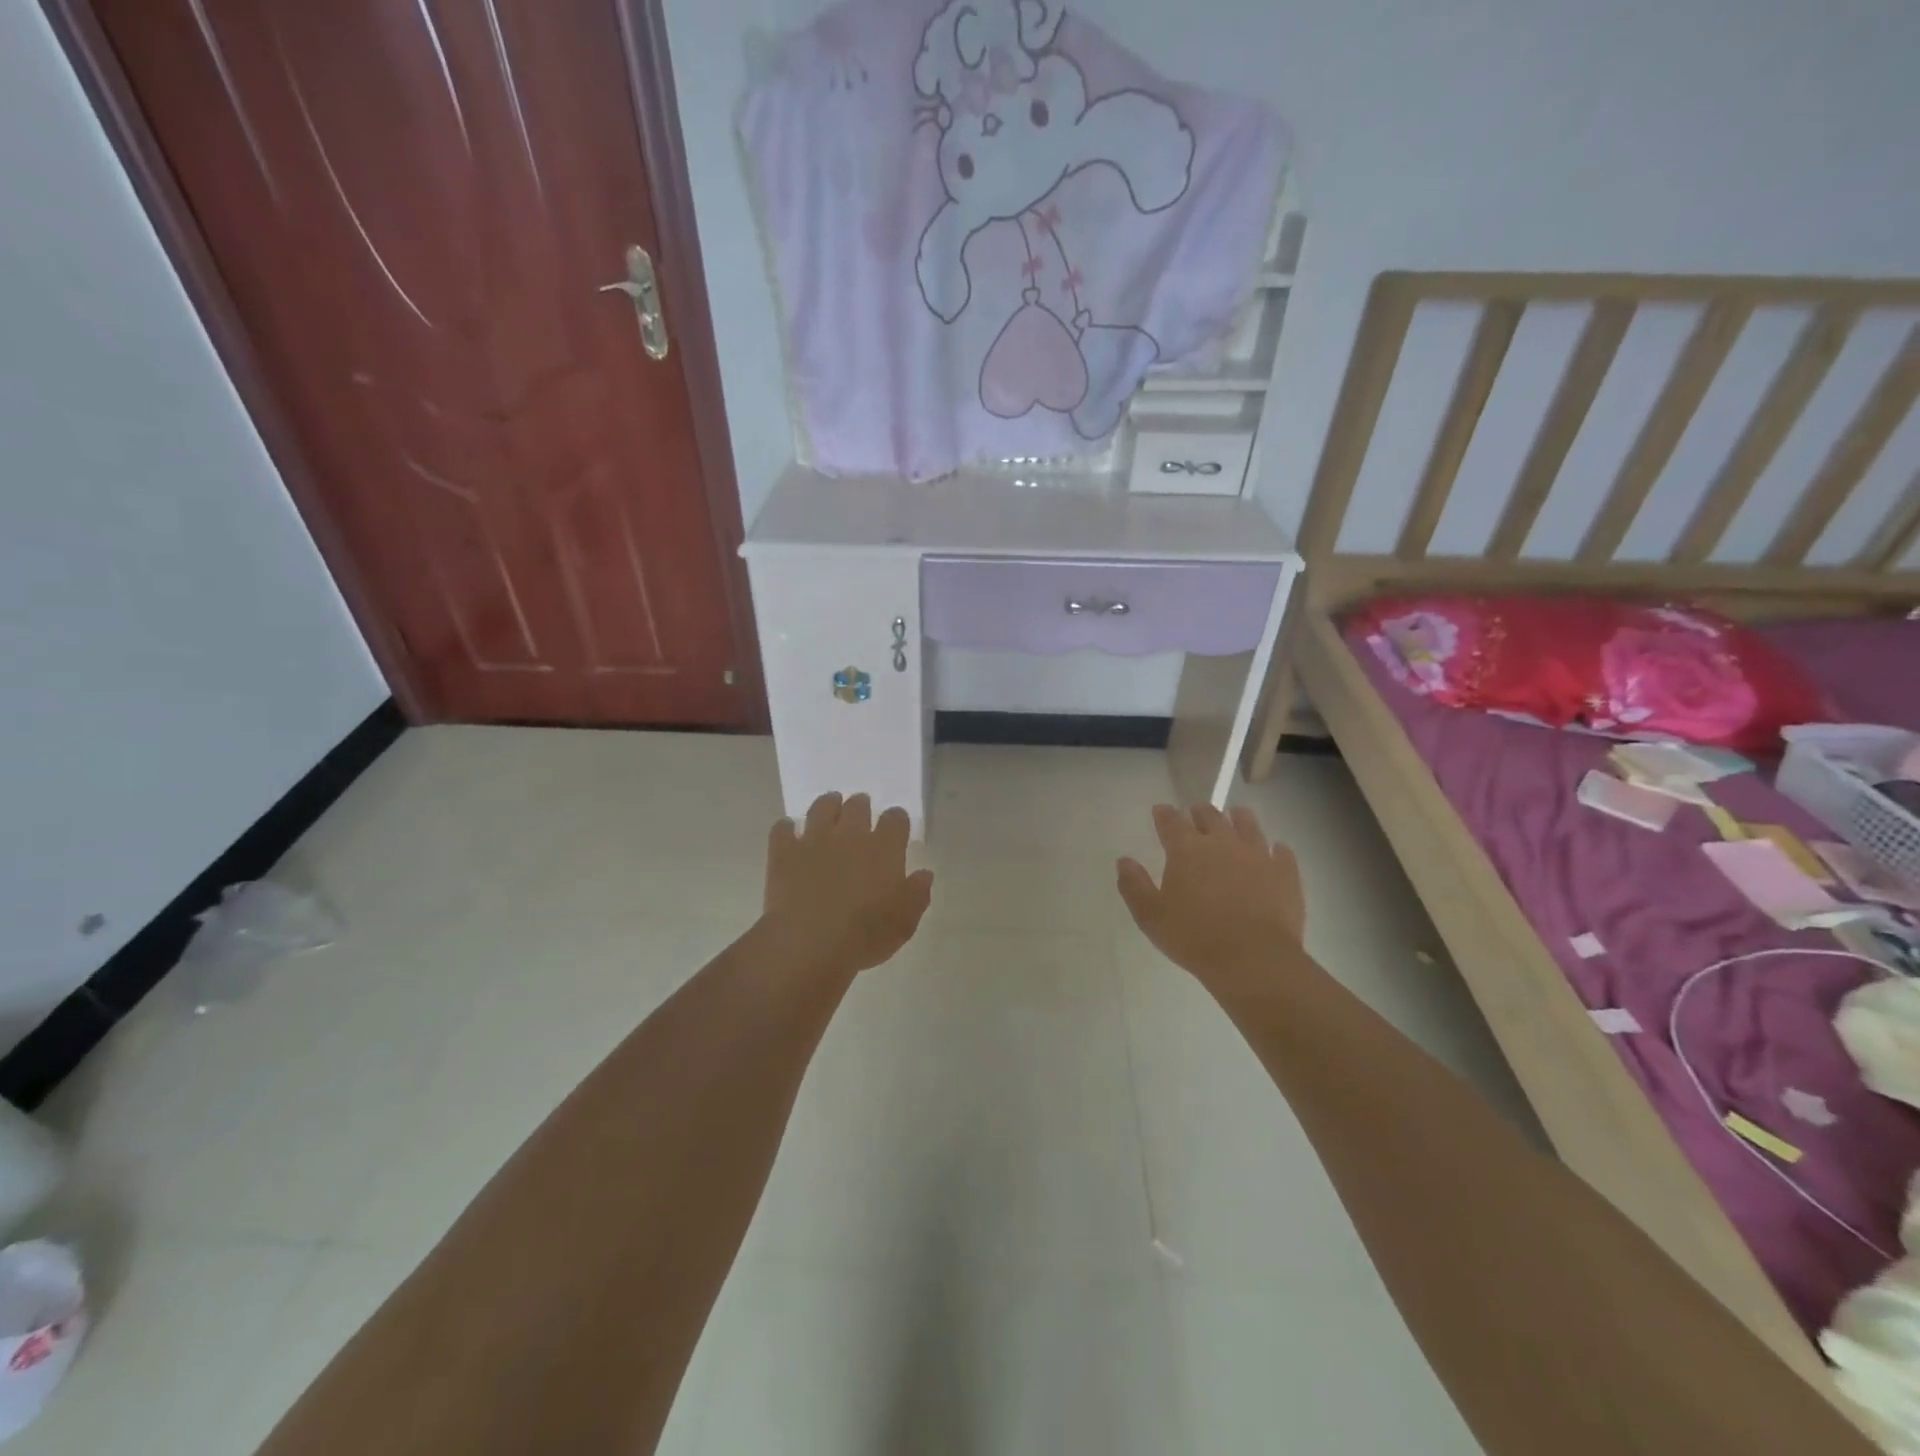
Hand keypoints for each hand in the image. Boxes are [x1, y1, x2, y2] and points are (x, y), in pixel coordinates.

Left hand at [763, 793, 933, 976]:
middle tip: (861, 811)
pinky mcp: (784, 852)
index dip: (897, 819)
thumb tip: (924, 874)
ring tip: (829, 808)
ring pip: (822, 807)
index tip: (896, 825)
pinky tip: (788, 832)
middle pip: (858, 806)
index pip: (896, 819)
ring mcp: (814, 840)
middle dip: (861, 806)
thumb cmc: (866, 934)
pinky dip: (786, 828)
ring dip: (828, 804)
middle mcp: (850, 834)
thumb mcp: (905, 922)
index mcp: (884, 848)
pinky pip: (783, 828)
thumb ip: (917, 894)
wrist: (811, 943)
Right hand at [1117, 804, 1305, 990]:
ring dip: (1238, 818)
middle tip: (1196, 812)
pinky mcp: (1285, 873)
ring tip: (1236, 817)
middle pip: (1210, 816)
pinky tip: (1275, 850)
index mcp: (1186, 849)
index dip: (1164, 814)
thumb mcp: (1151, 916)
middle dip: (1200, 812)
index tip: (1161, 811)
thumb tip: (1124, 861)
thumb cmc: (1194, 938)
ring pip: (1248, 825)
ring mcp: (1257, 855)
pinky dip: (1275, 848)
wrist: (1254, 960)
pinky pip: (1281, 852)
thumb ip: (1134, 885)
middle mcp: (1222, 842)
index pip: (1171, 821)